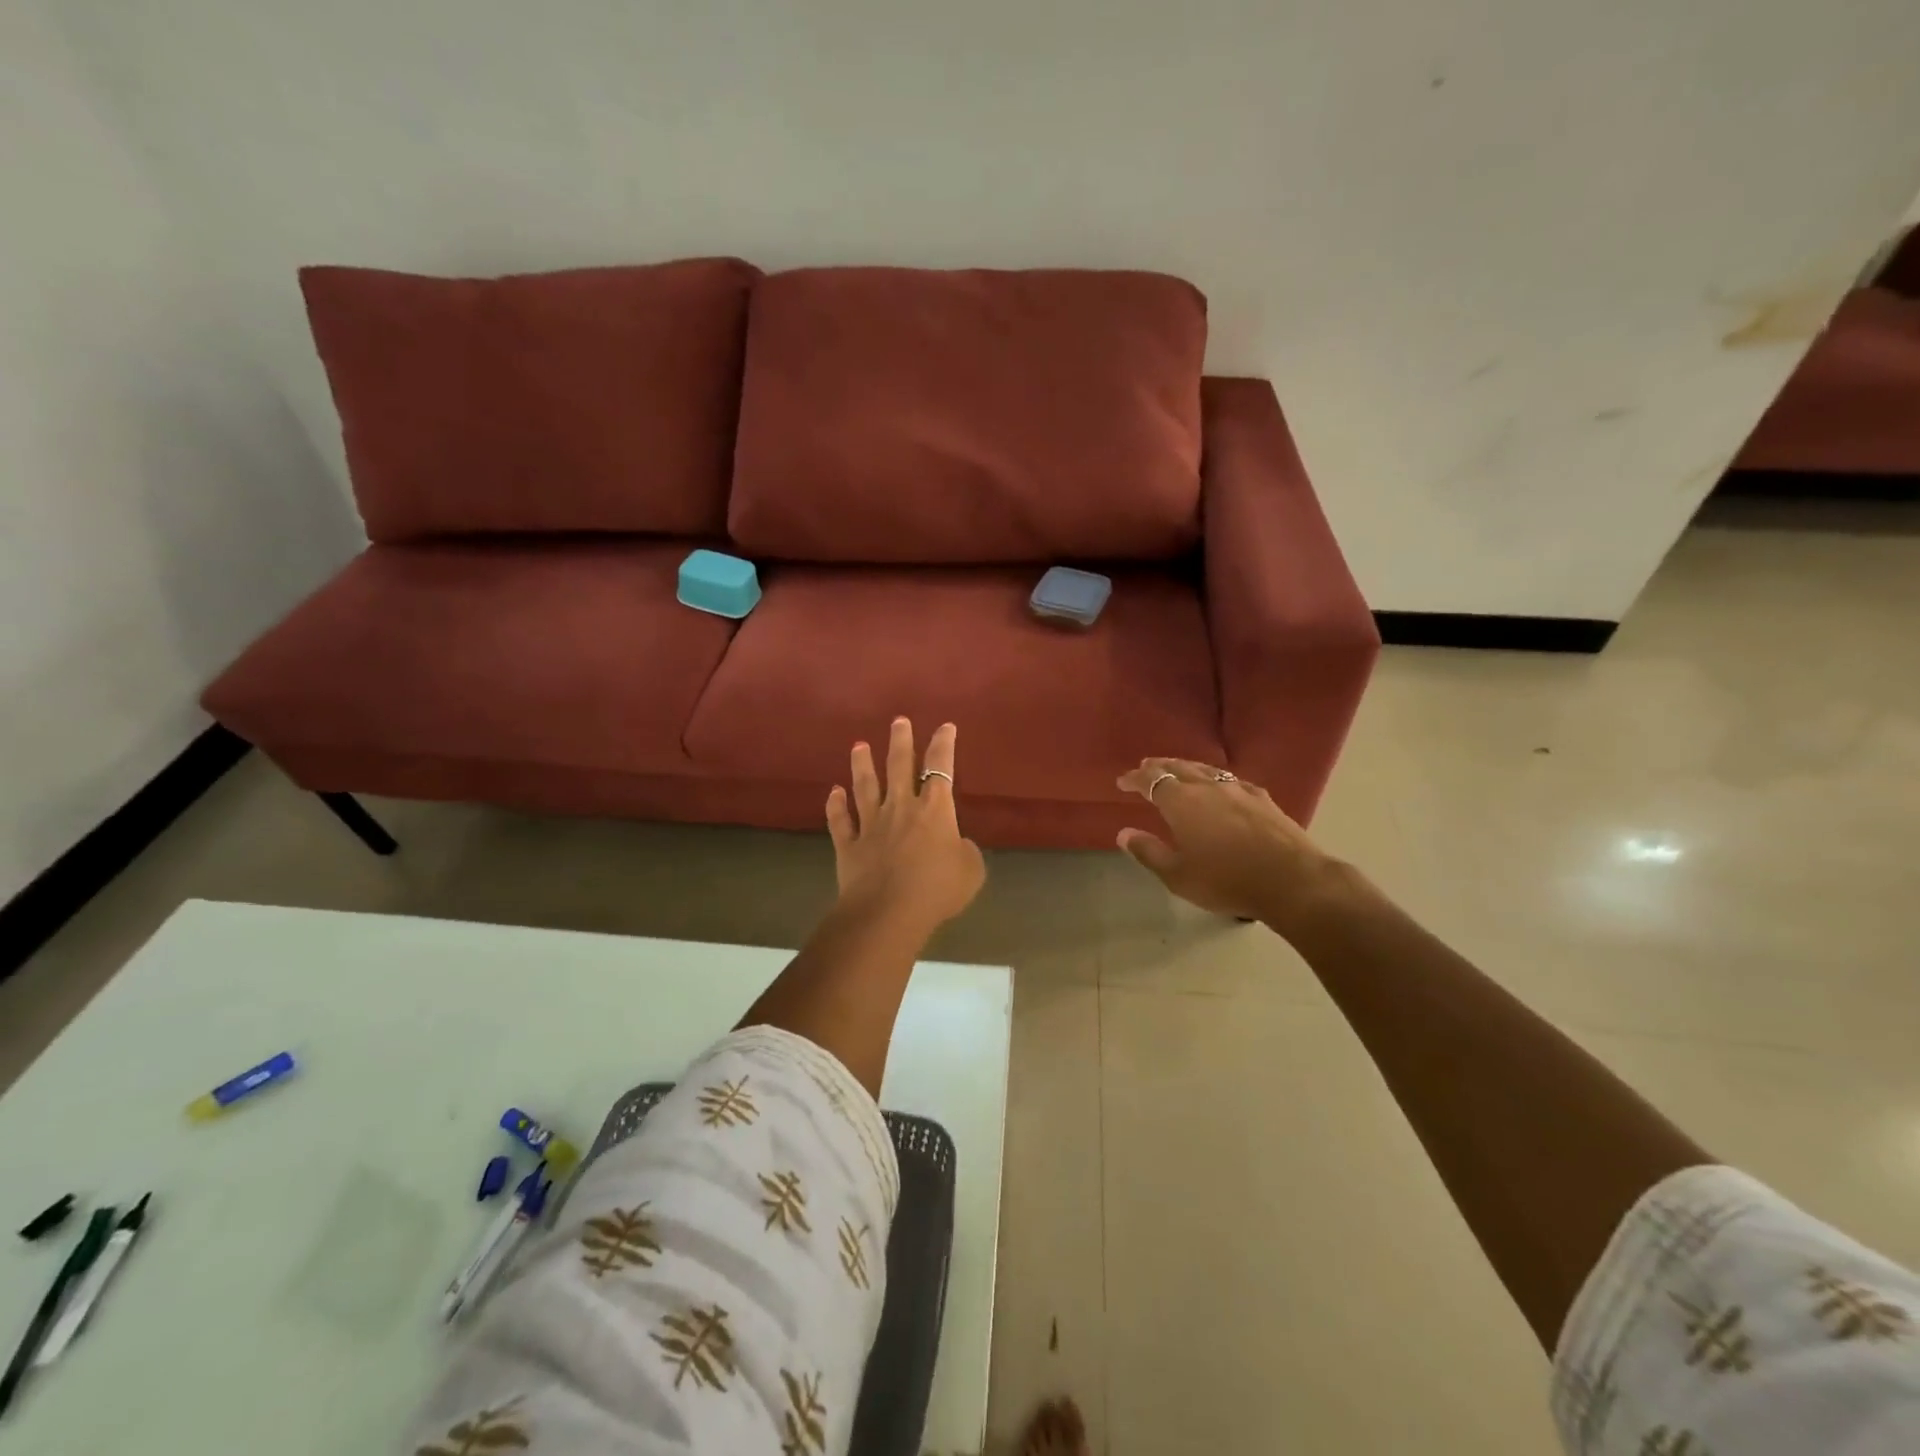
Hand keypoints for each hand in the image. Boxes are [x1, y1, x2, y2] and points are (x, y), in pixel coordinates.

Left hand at [827, 718, 986, 932]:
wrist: (888, 912)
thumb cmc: (937, 889)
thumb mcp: (971, 869)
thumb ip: (965, 850)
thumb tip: (955, 844)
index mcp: (934, 810)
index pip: (940, 767)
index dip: (944, 745)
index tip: (945, 727)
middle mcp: (900, 808)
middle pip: (898, 766)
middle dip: (900, 741)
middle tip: (898, 721)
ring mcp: (871, 825)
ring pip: (864, 787)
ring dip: (862, 765)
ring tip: (859, 746)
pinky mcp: (849, 845)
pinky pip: (840, 821)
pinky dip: (835, 806)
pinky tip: (833, 793)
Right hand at [1116, 758, 1341, 931]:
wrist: (1292, 881)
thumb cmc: (1227, 880)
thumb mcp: (1178, 875)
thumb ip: (1148, 852)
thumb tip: (1124, 833)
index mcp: (1181, 802)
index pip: (1151, 780)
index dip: (1134, 779)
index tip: (1122, 781)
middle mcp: (1208, 787)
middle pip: (1178, 767)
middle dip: (1159, 766)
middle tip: (1145, 767)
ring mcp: (1238, 789)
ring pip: (1205, 769)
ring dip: (1186, 767)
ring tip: (1177, 770)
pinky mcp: (1263, 799)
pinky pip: (1230, 779)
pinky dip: (1214, 778)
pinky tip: (1220, 785)